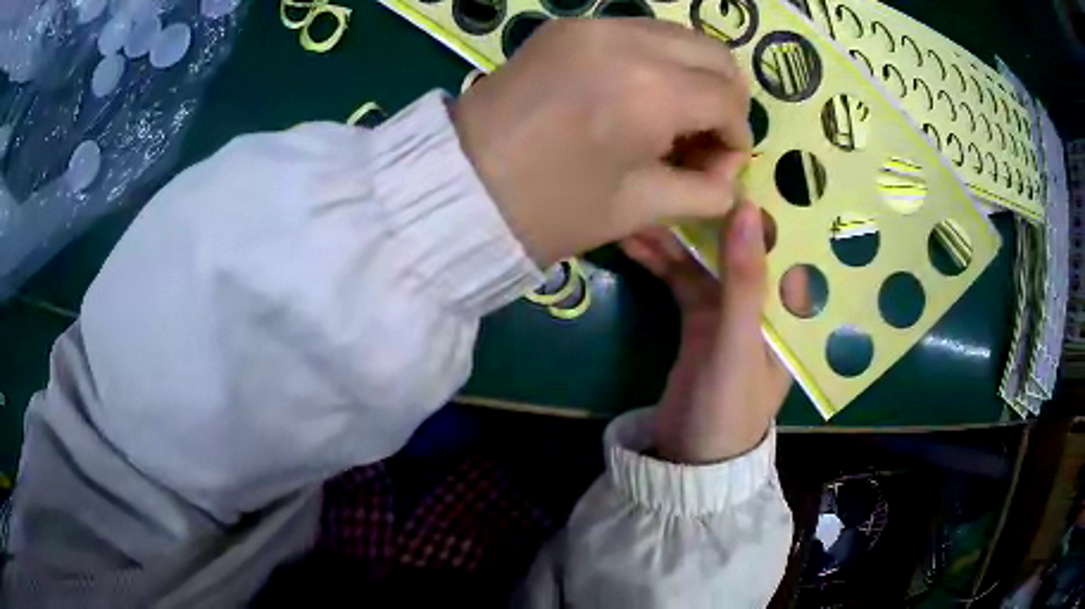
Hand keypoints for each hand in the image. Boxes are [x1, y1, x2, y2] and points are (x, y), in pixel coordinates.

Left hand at [453, 19, 750, 266]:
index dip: (736, 137)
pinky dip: (654, 60)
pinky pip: (636, 32)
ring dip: (690, 75)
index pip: (728, 99)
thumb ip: (703, 191)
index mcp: (651, 92)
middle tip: (700, 138)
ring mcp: (593, 25)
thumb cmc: (549, 210)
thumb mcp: (638, 209)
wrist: (457, 187)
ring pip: (678, 36)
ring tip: (668, 118)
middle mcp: (628, 41)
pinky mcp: (567, 25)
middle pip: (714, 53)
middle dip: (722, 98)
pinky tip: (633, 95)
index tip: (717, 165)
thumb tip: (730, 177)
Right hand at [621, 202, 806, 463]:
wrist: (690, 460)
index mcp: (787, 305)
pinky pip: (681, 281)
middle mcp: (763, 300)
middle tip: (672, 177)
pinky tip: (635, 241)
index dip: (759, 199)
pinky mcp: (698, 320)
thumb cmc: (729, 409)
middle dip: (705, 215)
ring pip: (704, 259)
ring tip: (639, 206)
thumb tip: (746, 206)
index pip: (781, 239)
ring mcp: (728, 310)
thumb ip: (744, 281)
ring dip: (674, 236)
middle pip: (737, 244)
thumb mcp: (739, 345)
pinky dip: (661, 262)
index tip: (729, 161)